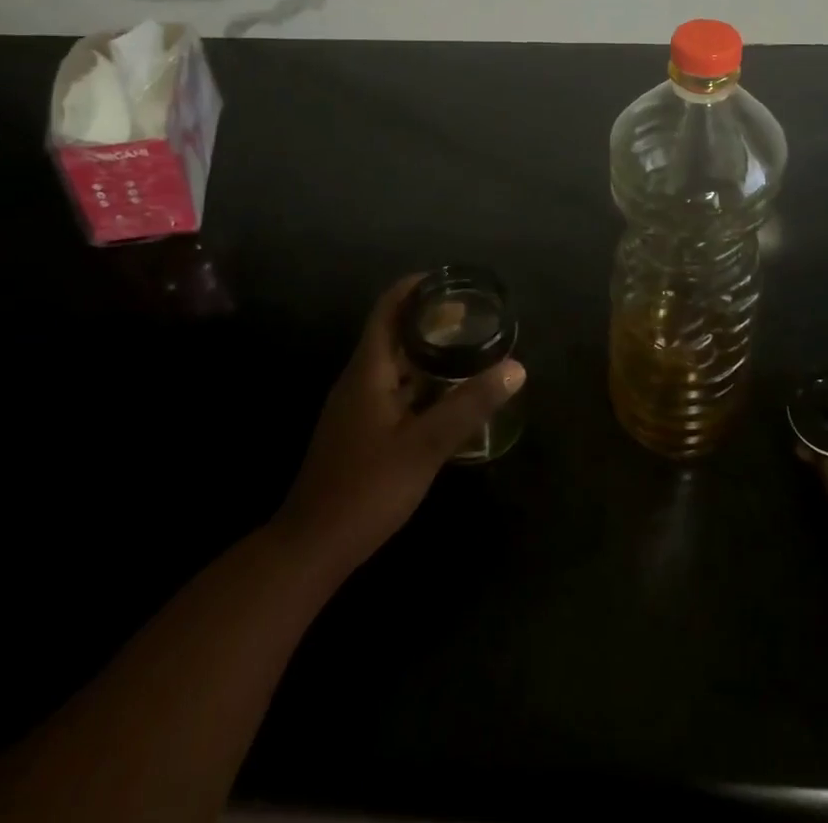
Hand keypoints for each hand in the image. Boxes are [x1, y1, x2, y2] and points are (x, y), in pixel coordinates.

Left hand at [274, 274, 524, 577]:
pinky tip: (448, 396)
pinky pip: (393, 389)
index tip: (451, 280)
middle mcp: (358, 379)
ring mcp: (356, 406)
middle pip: (393, 332)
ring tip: (468, 348)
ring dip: (427, 352)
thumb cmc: (366, 488)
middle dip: (430, 318)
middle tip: (473, 315)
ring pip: (394, 364)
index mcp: (367, 370)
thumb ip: (469, 405)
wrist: (311, 547)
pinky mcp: (360, 430)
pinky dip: (421, 382)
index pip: (388, 309)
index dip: (415, 287)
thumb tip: (516, 368)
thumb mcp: (425, 446)